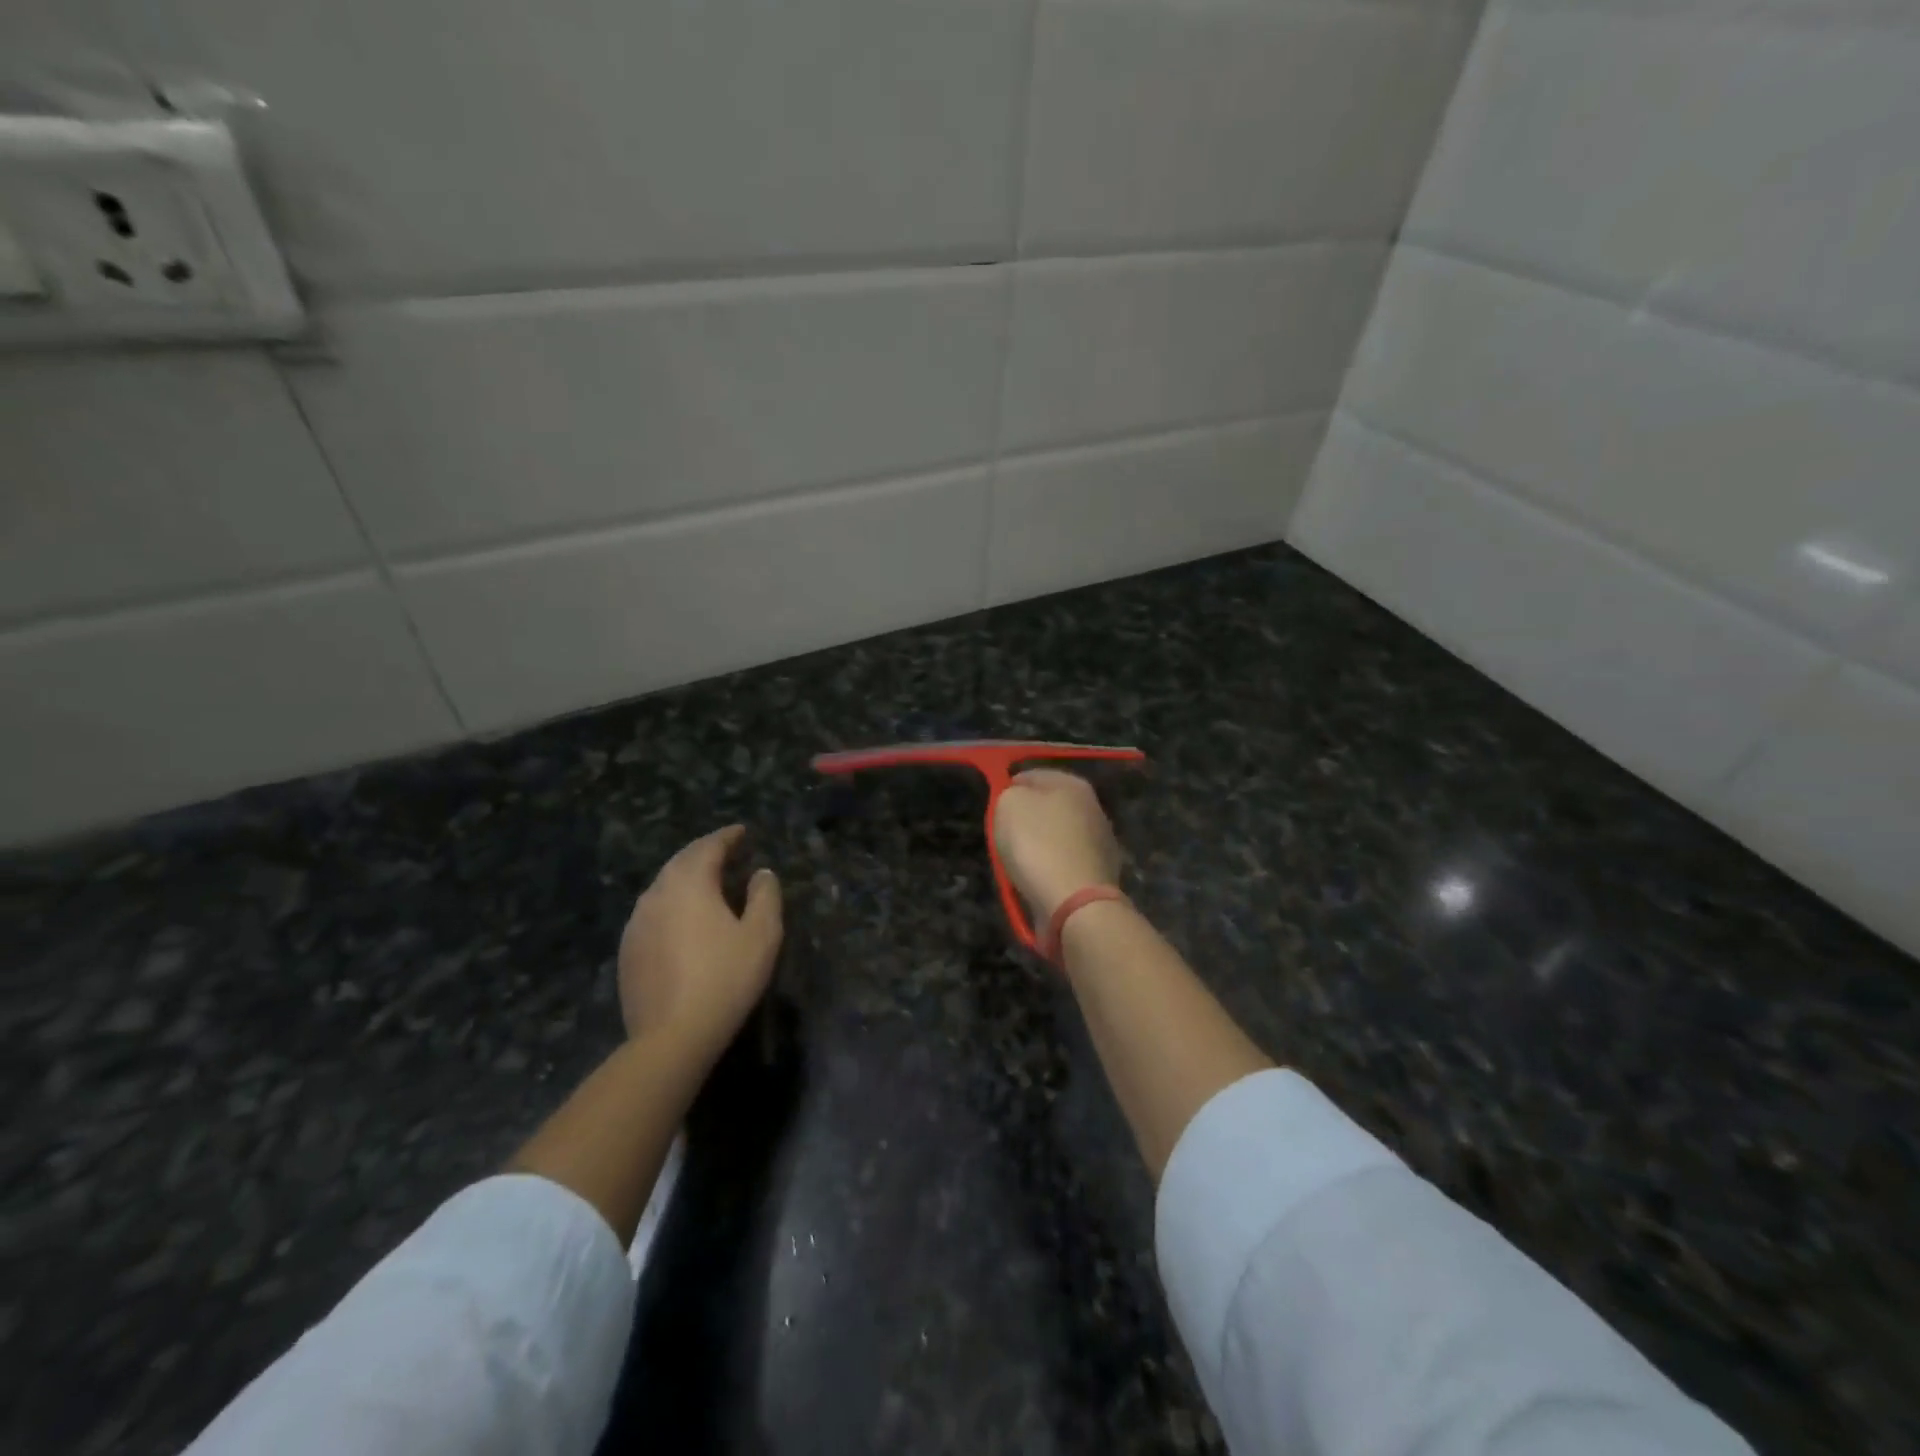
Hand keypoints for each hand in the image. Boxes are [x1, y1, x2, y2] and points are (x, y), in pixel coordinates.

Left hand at [618, 825, 781, 1059]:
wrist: (671, 1036)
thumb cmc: (725, 978)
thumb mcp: (762, 935)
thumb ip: (765, 896)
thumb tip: (761, 873)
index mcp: (689, 884)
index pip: (707, 847)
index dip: (727, 836)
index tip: (742, 831)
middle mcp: (656, 894)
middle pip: (680, 862)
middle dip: (704, 853)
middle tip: (726, 851)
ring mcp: (636, 923)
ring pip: (662, 886)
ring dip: (685, 877)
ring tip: (706, 882)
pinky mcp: (627, 951)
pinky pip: (651, 913)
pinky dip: (671, 904)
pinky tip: (682, 920)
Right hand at [993, 770, 1123, 921]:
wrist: (1074, 903)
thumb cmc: (1037, 845)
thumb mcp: (1007, 805)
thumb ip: (1009, 793)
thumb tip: (1018, 798)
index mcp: (1073, 784)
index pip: (1030, 775)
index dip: (1008, 789)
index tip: (994, 811)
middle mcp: (1093, 807)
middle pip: (1047, 807)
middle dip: (1026, 820)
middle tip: (1005, 838)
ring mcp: (1101, 842)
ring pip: (1056, 836)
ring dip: (1039, 847)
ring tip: (1020, 865)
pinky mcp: (1100, 874)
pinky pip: (1064, 864)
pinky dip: (1052, 870)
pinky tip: (1039, 882)